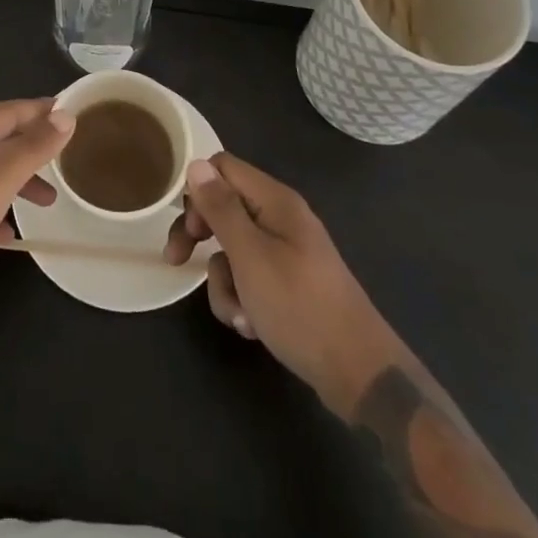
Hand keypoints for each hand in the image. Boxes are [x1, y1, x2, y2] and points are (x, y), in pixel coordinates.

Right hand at [164, 153, 381, 412]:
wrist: (359, 373)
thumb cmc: (300, 307)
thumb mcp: (250, 256)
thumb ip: (221, 208)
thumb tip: (196, 164)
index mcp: (275, 201)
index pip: (222, 167)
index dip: (198, 190)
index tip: (186, 226)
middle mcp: (281, 218)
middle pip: (224, 208)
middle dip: (200, 238)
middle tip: (178, 261)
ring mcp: (287, 253)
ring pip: (233, 250)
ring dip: (224, 282)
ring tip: (238, 315)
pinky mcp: (290, 284)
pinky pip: (251, 278)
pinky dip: (243, 299)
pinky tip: (252, 327)